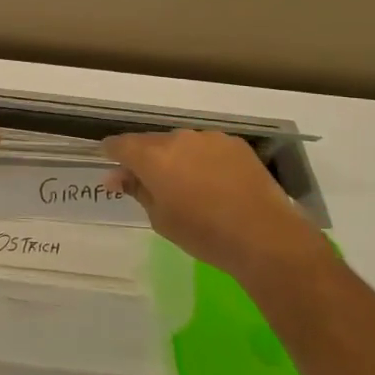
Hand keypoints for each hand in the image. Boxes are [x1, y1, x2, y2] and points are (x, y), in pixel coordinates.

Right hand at [104, 130, 330, 287]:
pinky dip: (203, 160)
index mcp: (151, 157)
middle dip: (145, 158)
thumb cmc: (203, 233)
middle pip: (151, 143)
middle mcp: (177, 139)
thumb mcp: (160, 219)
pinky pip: (207, 148)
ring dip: (176, 158)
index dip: (111, 152)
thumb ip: (137, 191)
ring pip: (181, 144)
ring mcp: (209, 139)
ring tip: (186, 184)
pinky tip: (214, 182)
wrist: (263, 236)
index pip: (120, 144)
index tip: (110, 164)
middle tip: (149, 183)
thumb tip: (116, 177)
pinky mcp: (235, 144)